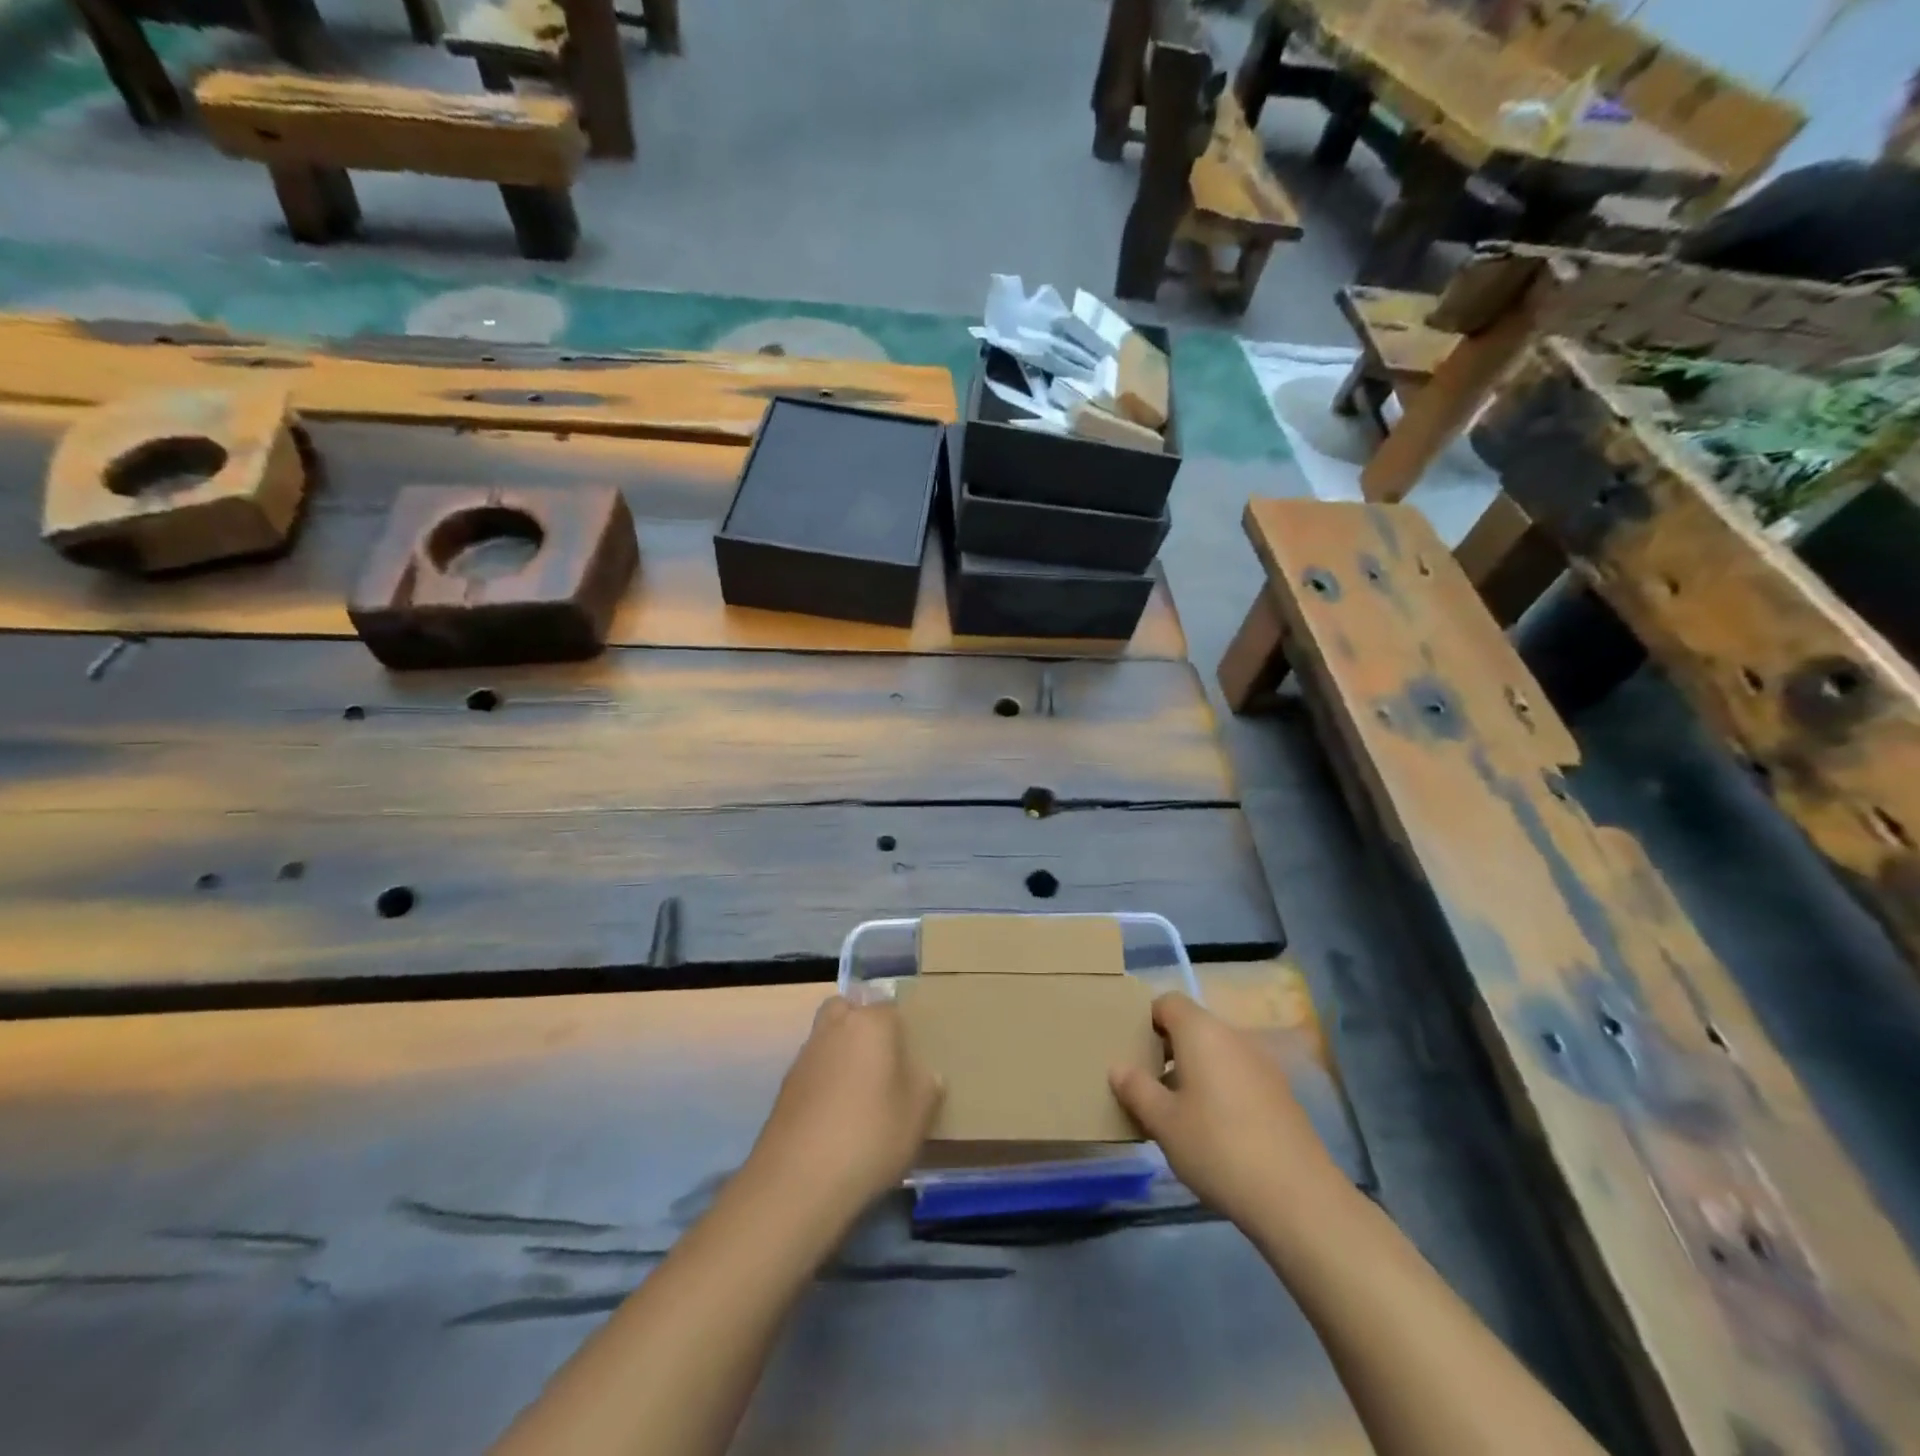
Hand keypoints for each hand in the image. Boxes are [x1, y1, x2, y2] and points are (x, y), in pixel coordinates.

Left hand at [747, 996, 942, 1222]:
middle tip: (881, 1061)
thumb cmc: (870, 1136)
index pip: (890, 1008)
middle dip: (862, 1024)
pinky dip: (824, 1080)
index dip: (902, 1030)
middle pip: (848, 1009)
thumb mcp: (917, 1115)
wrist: (798, 1181)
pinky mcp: (785, 1086)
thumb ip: (927, 1087)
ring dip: (840, 1052)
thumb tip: (927, 1074)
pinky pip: (813, 1069)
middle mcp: (834, 1028)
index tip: (910, 1058)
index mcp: (870, 1023)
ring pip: (827, 1037)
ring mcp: (805, 1056)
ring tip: (860, 1093)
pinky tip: (835, 1115)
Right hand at [1110, 993, 1340, 1232]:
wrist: (1297, 1197)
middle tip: (1145, 1083)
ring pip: (1215, 1054)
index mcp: (1202, 1032)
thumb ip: (1137, 1089)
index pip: (1167, 1002)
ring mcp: (1262, 1064)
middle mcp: (1233, 1037)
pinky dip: (1218, 1089)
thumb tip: (1118, 1067)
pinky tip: (1211, 1131)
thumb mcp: (1163, 1122)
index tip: (1130, 1049)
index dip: (1145, 1019)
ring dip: (1192, 1072)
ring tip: (1174, 1112)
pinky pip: (1237, 1076)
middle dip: (1166, 1049)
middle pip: (1192, 1027)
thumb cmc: (1217, 1147)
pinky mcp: (1280, 1094)